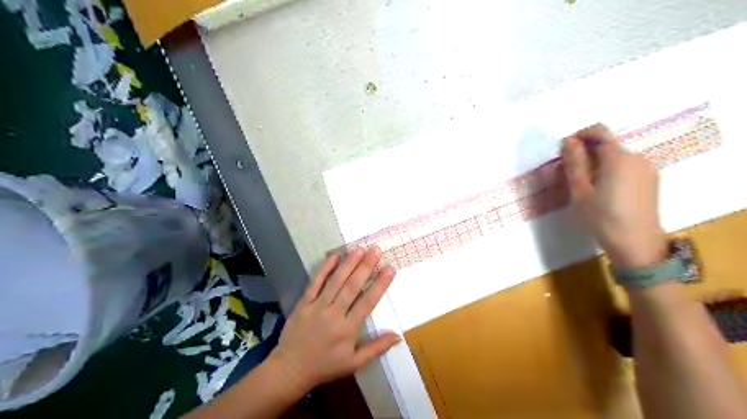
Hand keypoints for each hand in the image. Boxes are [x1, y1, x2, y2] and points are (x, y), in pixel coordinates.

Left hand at [267, 245, 399, 392]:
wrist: (290, 369)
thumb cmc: (325, 366)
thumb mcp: (354, 363)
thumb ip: (376, 348)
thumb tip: (398, 336)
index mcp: (348, 329)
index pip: (367, 302)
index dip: (380, 285)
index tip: (389, 269)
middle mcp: (334, 314)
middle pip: (352, 287)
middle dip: (365, 267)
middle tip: (376, 250)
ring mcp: (317, 307)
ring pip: (335, 282)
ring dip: (348, 264)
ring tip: (359, 248)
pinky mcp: (303, 303)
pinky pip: (314, 283)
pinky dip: (324, 269)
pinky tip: (333, 256)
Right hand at [561, 123, 665, 268]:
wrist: (637, 245)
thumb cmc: (602, 219)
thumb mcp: (580, 191)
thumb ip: (574, 163)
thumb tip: (568, 141)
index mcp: (618, 157)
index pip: (599, 131)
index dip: (579, 135)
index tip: (565, 151)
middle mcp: (636, 157)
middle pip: (608, 144)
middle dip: (587, 152)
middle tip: (570, 173)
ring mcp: (647, 169)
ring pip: (616, 156)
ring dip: (598, 163)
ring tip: (586, 186)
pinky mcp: (651, 181)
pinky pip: (626, 167)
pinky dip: (611, 171)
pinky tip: (603, 193)